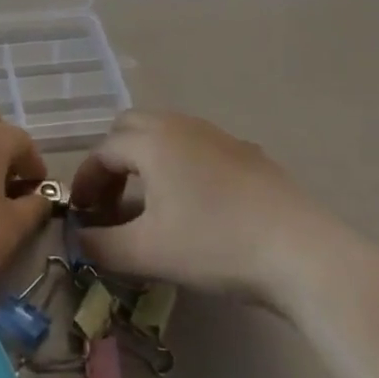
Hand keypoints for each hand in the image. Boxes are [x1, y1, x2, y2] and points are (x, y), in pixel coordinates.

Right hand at [72, 111, 318, 301]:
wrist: (299, 250)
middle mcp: (180, 125)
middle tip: (111, 200)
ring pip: (166, 134)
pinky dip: (179, 165)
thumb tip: (79, 239)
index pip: (103, 152)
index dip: (85, 182)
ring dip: (146, 160)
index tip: (81, 214)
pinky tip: (194, 204)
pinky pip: (197, 147)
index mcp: (151, 141)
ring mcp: (216, 135)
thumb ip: (103, 245)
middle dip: (113, 160)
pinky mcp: (246, 152)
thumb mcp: (149, 252)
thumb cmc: (214, 244)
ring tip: (148, 204)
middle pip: (130, 128)